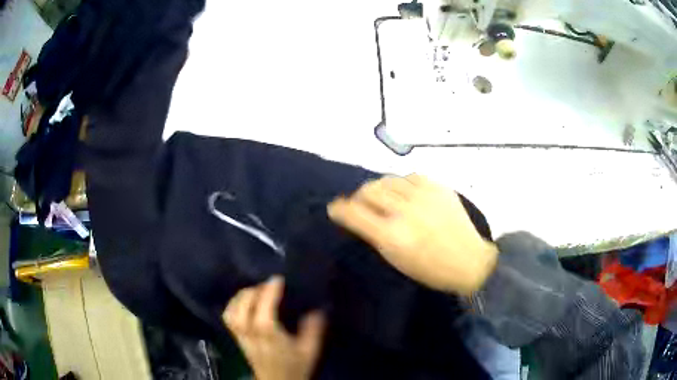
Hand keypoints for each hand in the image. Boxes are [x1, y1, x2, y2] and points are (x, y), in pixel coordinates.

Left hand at [223, 276, 325, 379]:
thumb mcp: (310, 350)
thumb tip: (316, 309)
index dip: (270, 291)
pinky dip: (233, 305)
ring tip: (255, 291)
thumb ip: (313, 329)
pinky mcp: (237, 338)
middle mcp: (250, 332)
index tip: (278, 279)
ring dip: (242, 296)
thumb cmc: (295, 367)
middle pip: (244, 305)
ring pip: (232, 310)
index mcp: (269, 334)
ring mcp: (241, 335)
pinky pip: (228, 317)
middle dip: (255, 290)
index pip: (264, 307)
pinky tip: (243, 302)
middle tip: (268, 285)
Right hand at [328, 174, 497, 295]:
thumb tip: (357, 215)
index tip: (335, 208)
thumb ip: (374, 234)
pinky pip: (409, 176)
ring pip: (387, 179)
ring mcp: (422, 195)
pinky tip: (405, 193)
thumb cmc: (430, 269)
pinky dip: (401, 184)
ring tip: (382, 197)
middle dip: (358, 197)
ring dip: (378, 188)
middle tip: (360, 204)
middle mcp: (404, 210)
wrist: (469, 260)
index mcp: (391, 235)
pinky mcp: (437, 186)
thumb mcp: (396, 259)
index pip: (353, 212)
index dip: (339, 209)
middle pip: (368, 190)